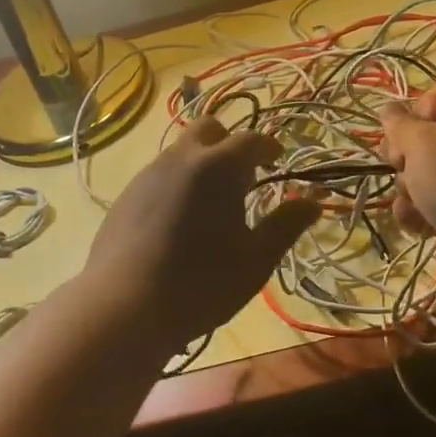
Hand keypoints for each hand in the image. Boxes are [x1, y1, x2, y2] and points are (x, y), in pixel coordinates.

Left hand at [84, 119, 320, 351]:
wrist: (124, 307)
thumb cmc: (202, 283)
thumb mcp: (256, 259)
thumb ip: (286, 225)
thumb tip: (312, 202)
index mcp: (218, 166)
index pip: (251, 139)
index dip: (268, 147)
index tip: (276, 160)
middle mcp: (181, 158)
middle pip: (208, 129)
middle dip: (229, 143)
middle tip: (242, 176)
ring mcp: (148, 174)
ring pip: (180, 151)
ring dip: (201, 163)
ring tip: (211, 203)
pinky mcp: (125, 195)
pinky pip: (158, 175)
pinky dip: (177, 183)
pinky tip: (178, 221)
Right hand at [377, 86, 435, 268]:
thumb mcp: (418, 140)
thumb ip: (396, 122)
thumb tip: (387, 110)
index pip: (433, 98)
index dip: (413, 113)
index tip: (404, 130)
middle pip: (418, 137)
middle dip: (402, 155)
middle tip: (403, 164)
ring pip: (416, 171)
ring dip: (406, 186)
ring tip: (416, 199)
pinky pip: (423, 200)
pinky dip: (415, 210)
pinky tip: (416, 219)